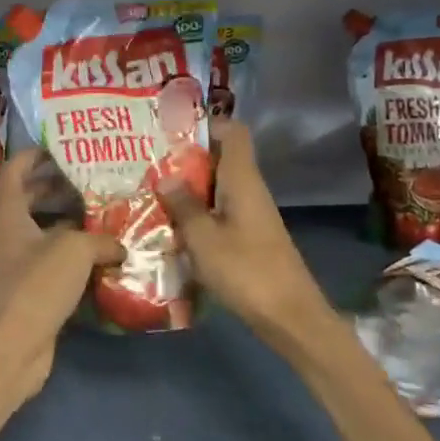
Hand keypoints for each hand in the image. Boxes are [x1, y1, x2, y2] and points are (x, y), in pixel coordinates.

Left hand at [0, 149, 120, 399]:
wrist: (13, 344)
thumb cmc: (37, 284)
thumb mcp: (75, 250)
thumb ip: (101, 238)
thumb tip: (120, 245)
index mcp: (8, 210)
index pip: (16, 168)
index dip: (36, 154)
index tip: (65, 148)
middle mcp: (7, 230)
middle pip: (29, 196)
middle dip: (58, 185)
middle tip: (92, 178)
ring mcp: (15, 259)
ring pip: (41, 228)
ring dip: (67, 219)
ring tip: (102, 210)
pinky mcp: (27, 285)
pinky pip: (49, 257)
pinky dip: (70, 250)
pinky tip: (100, 252)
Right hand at [158, 121, 351, 365]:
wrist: (290, 317)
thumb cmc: (246, 271)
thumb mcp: (204, 238)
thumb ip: (184, 206)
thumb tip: (166, 176)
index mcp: (242, 180)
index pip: (233, 132)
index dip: (207, 123)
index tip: (172, 127)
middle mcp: (250, 190)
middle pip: (221, 159)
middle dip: (187, 157)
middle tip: (149, 160)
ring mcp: (252, 215)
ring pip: (218, 187)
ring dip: (190, 187)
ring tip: (152, 189)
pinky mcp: (250, 237)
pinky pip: (221, 211)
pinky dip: (198, 212)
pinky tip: (173, 225)